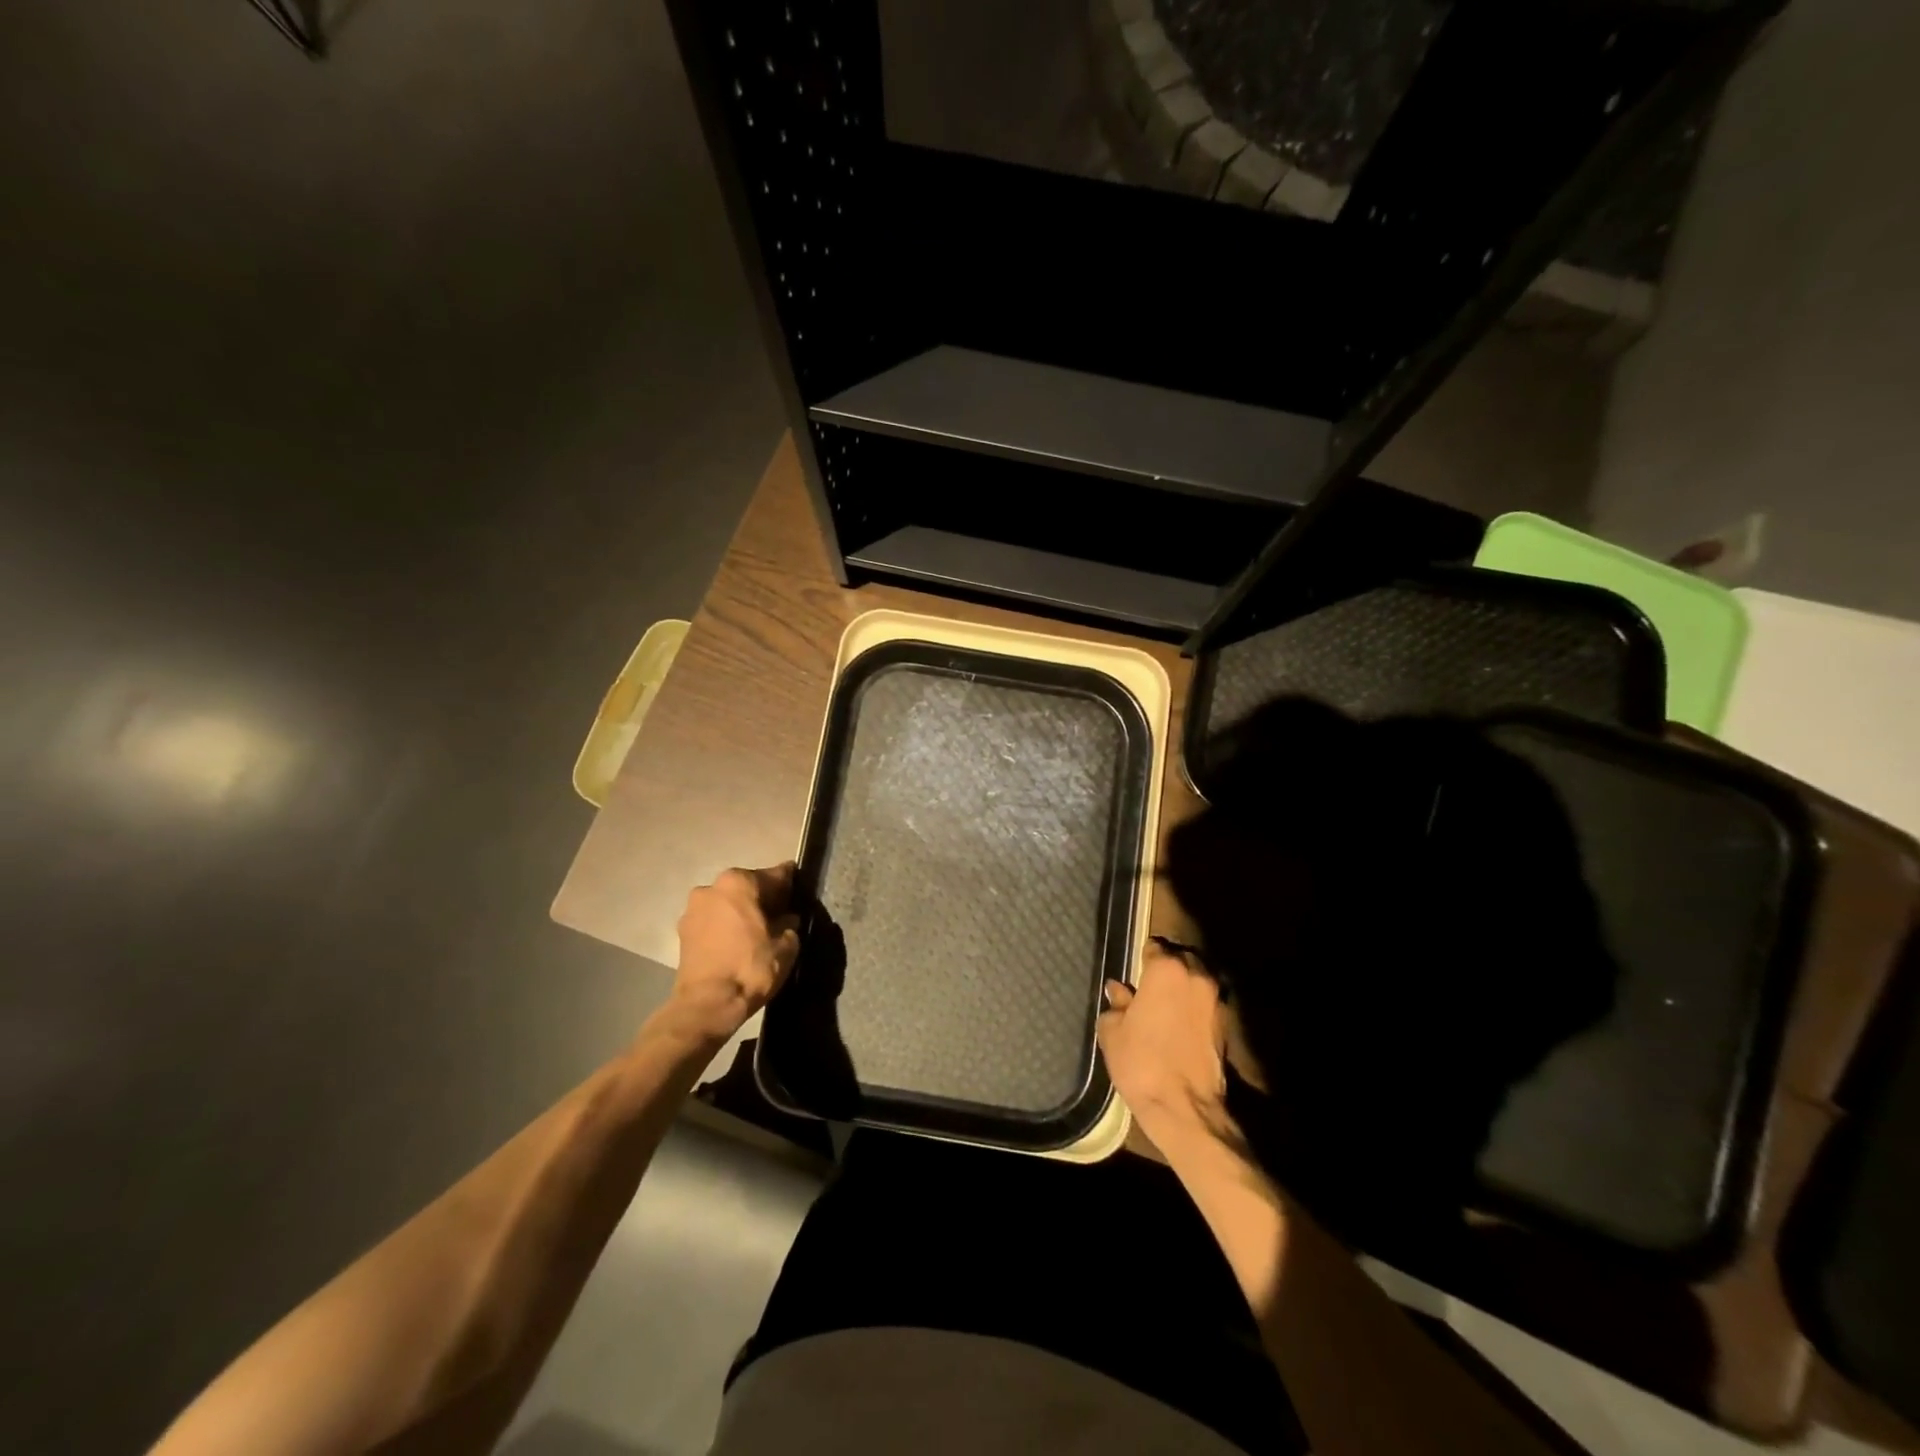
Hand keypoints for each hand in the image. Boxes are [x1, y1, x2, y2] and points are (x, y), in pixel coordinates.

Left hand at [667, 864, 801, 1041]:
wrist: (707, 1005)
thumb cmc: (750, 968)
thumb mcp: (785, 946)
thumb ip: (788, 925)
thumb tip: (787, 920)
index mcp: (739, 882)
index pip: (774, 875)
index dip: (790, 883)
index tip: (800, 888)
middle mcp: (712, 887)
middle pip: (747, 886)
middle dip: (764, 897)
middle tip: (781, 913)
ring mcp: (693, 908)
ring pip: (727, 903)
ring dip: (742, 911)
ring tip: (758, 931)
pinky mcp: (683, 931)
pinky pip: (713, 920)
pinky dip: (725, 926)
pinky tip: (738, 942)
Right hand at [1098, 941, 1231, 1145]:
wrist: (1185, 1108)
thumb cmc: (1141, 1062)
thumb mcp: (1113, 1032)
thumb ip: (1116, 1004)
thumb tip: (1118, 990)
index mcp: (1167, 969)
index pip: (1154, 948)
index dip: (1142, 959)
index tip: (1134, 973)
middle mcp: (1196, 976)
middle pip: (1181, 959)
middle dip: (1167, 968)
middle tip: (1149, 987)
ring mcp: (1216, 1000)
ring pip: (1198, 979)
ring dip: (1184, 986)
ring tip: (1167, 1006)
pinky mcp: (1227, 1025)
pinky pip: (1207, 1003)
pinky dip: (1195, 1007)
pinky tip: (1181, 1024)